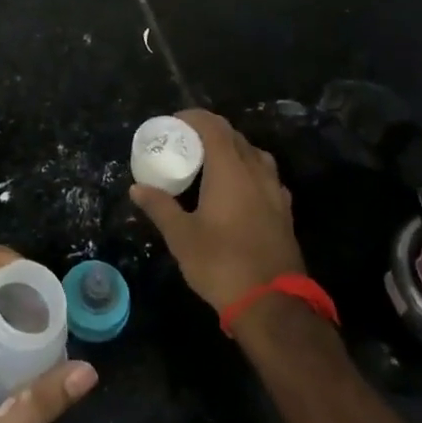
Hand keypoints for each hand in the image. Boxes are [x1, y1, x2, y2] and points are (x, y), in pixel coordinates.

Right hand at [131, 108, 304, 311]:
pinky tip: (237, 191)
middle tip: (186, 143)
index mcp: (230, 170)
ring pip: (254, 155)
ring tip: (211, 164)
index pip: (214, 126)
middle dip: (210, 132)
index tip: (174, 122)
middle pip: (235, 137)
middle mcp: (256, 172)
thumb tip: (137, 188)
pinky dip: (248, 172)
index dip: (193, 118)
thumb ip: (160, 207)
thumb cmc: (221, 263)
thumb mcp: (181, 236)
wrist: (272, 304)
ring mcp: (275, 192)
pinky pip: (265, 177)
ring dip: (232, 150)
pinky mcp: (284, 212)